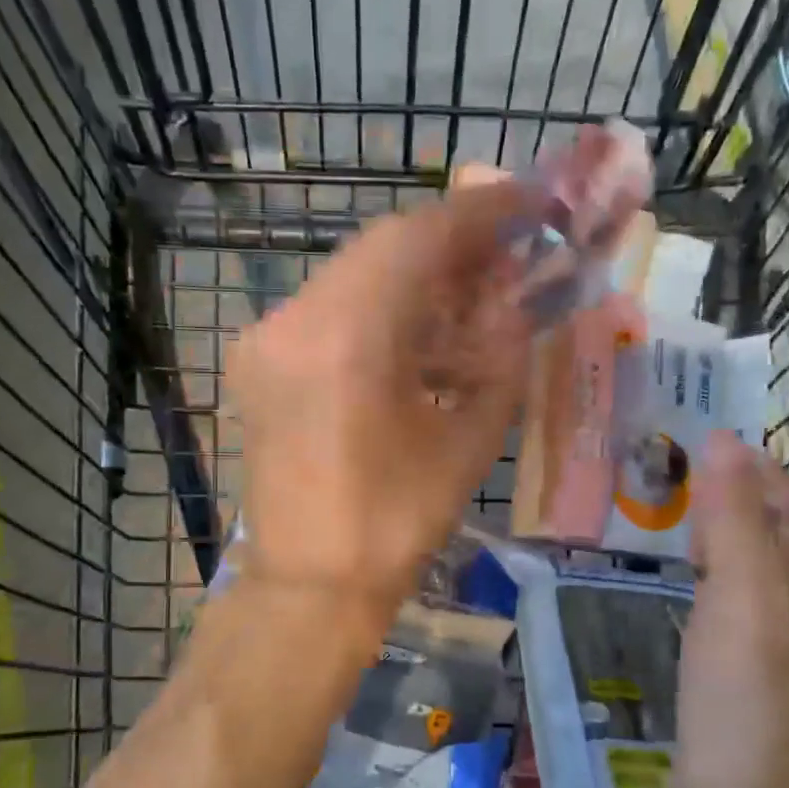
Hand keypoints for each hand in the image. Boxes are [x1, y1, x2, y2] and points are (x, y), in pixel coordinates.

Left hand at [226, 177, 541, 629]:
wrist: (310, 587)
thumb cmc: (396, 525)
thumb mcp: (470, 441)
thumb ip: (500, 358)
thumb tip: (517, 304)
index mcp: (346, 336)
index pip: (417, 239)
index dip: (478, 214)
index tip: (527, 201)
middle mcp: (294, 320)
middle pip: (381, 251)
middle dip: (450, 247)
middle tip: (507, 252)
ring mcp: (268, 341)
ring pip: (354, 279)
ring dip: (415, 281)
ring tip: (473, 296)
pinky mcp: (261, 365)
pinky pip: (329, 314)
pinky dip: (379, 312)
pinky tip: (421, 336)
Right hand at [672, 424, 788, 787]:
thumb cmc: (754, 699)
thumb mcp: (745, 596)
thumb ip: (735, 515)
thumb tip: (723, 442)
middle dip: (787, 488)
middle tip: (730, 460)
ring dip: (759, 526)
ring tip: (709, 501)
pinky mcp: (777, 670)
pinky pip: (766, 598)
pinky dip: (740, 566)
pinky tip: (701, 565)